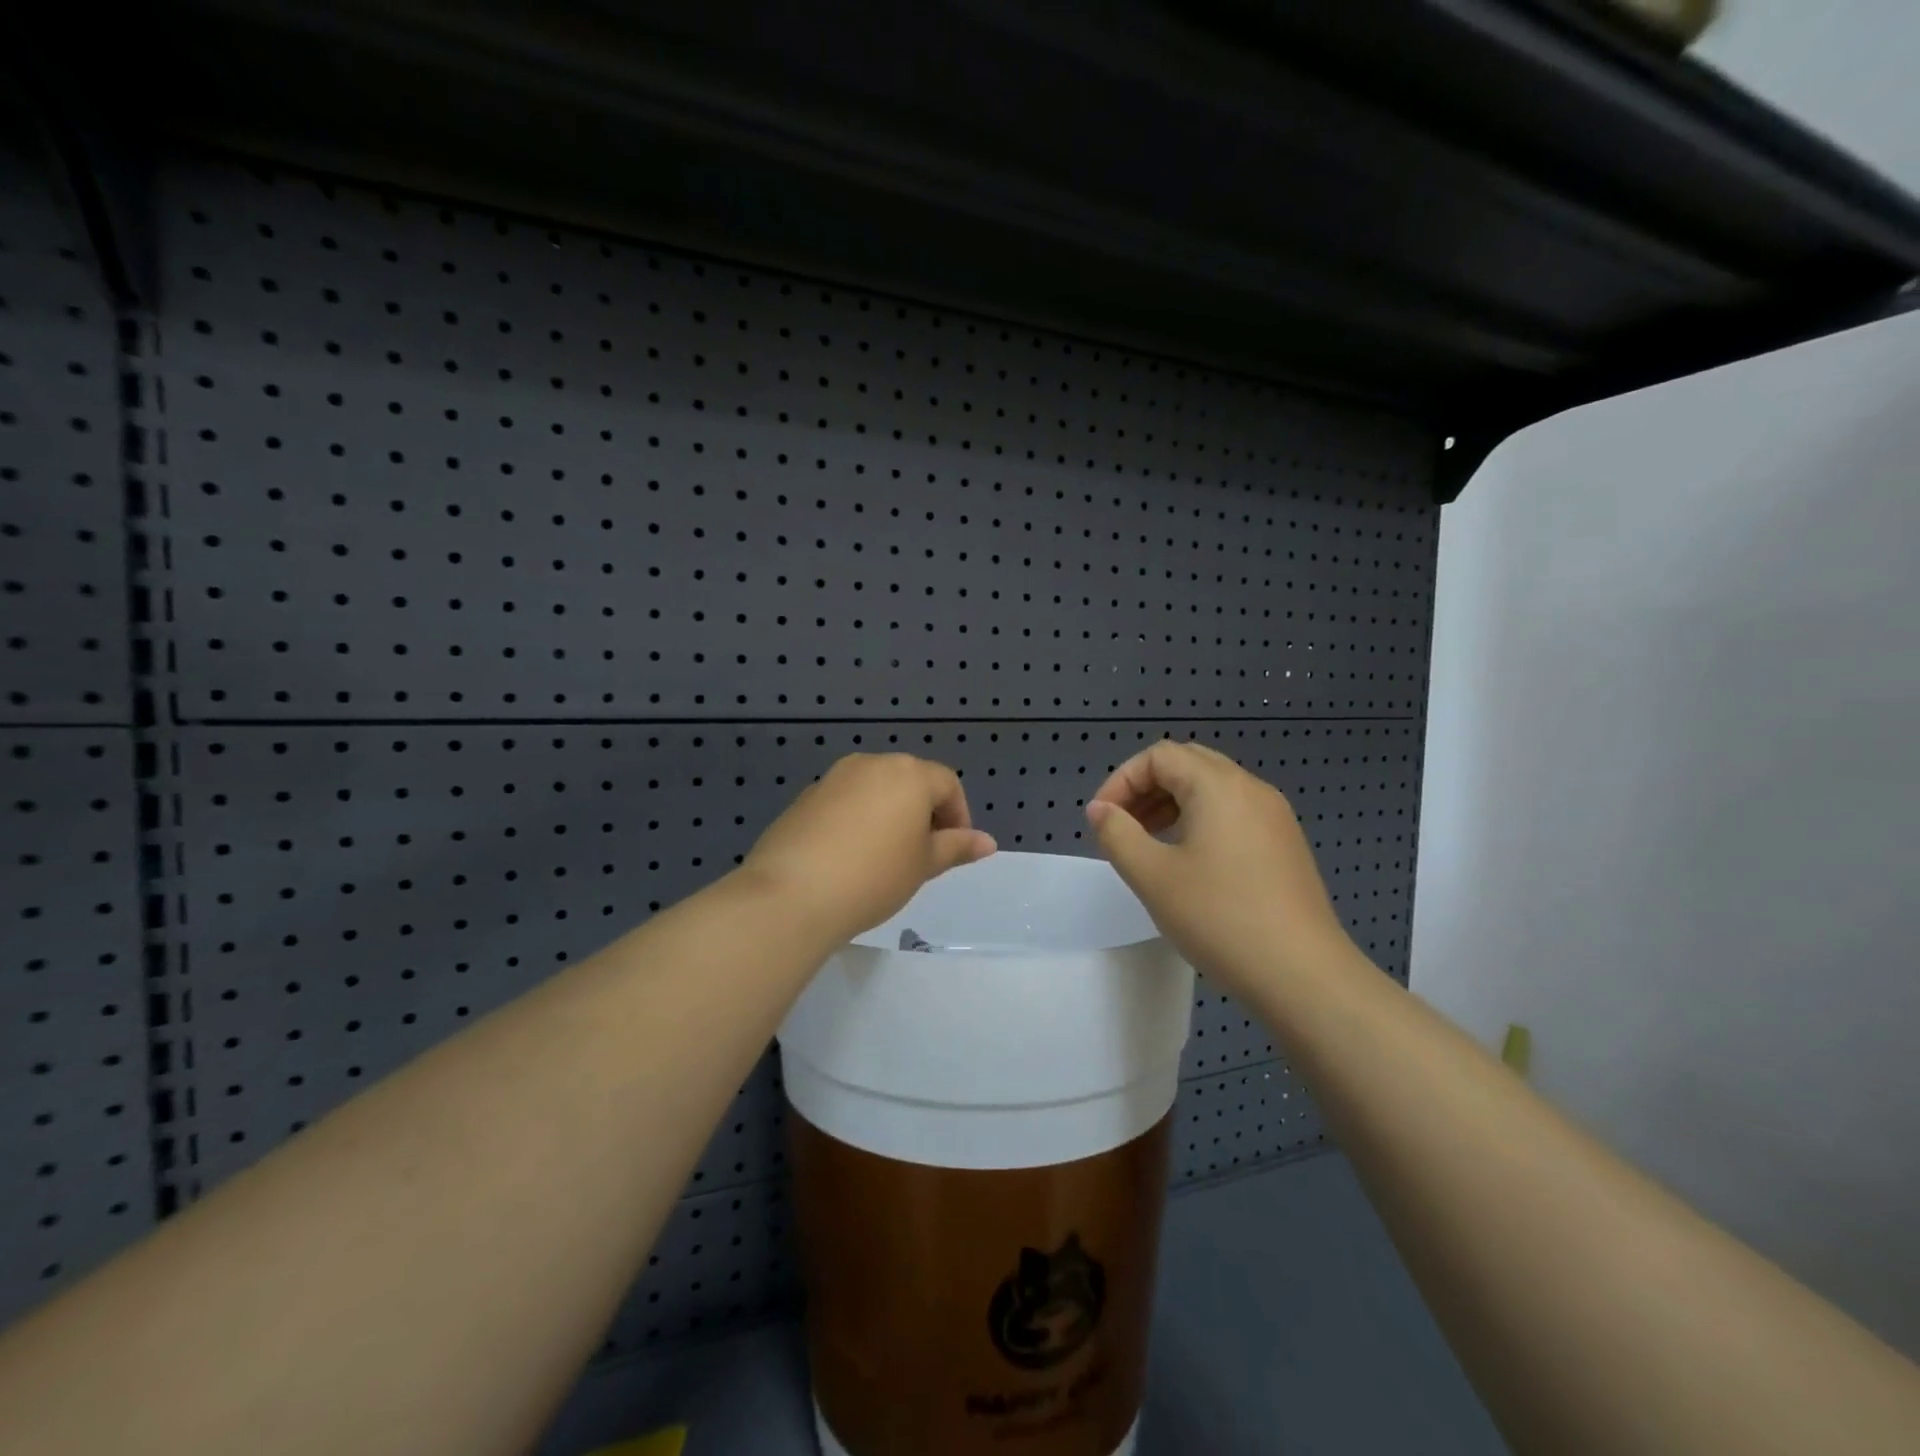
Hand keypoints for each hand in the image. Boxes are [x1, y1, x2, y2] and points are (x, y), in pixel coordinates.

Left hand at [740, 753, 996, 944]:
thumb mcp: (923, 866)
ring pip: (875, 790)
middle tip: (922, 856)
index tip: (952, 852)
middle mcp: (871, 764)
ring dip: (889, 815)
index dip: (958, 816)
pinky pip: (844, 803)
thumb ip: (956, 847)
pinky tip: (849, 858)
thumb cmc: (874, 877)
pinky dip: (856, 821)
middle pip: (910, 781)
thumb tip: (987, 842)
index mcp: (908, 773)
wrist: (792, 894)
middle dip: (923, 813)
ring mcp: (833, 778)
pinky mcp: (805, 798)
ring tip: (885, 858)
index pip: (947, 783)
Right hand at [1085, 741, 1357, 998]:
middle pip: (1188, 764)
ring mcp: (1274, 816)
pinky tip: (1188, 861)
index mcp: (1218, 786)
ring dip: (1172, 804)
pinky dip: (1200, 820)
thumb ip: (1117, 834)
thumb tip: (1100, 810)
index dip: (1121, 781)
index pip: (1159, 756)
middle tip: (1123, 826)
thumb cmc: (1219, 918)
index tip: (1102, 821)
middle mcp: (1251, 788)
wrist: (1303, 974)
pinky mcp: (1285, 844)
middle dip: (1146, 788)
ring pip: (1212, 788)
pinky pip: (1233, 812)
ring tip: (1148, 843)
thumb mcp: (1153, 876)